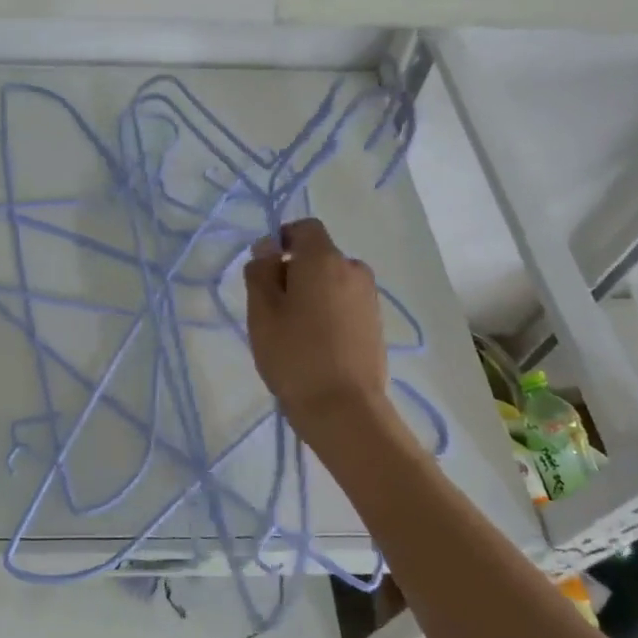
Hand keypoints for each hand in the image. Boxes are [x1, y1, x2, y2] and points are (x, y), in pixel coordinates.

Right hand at [244, 218, 389, 435]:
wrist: (343, 409)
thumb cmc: (294, 355)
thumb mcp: (262, 311)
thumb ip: (261, 271)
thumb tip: (268, 247)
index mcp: (324, 259)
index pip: (305, 228)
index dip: (283, 239)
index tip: (265, 269)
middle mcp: (353, 269)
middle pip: (318, 256)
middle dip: (294, 271)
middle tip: (272, 308)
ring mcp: (369, 297)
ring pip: (332, 281)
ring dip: (311, 293)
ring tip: (293, 330)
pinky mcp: (375, 323)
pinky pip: (345, 302)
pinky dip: (328, 311)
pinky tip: (314, 343)